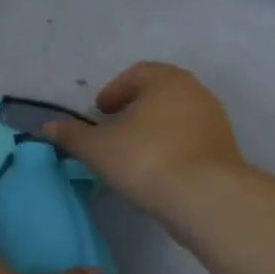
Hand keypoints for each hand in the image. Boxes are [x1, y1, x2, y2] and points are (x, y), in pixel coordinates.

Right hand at [44, 62, 245, 225]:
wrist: (206, 199)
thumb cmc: (146, 159)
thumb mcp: (97, 148)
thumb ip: (72, 135)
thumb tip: (48, 127)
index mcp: (166, 80)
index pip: (135, 74)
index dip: (113, 92)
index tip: (100, 113)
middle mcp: (195, 92)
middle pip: (158, 93)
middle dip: (134, 108)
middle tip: (114, 129)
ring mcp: (215, 121)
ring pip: (176, 117)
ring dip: (154, 129)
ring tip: (134, 153)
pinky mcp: (226, 150)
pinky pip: (191, 140)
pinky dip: (172, 147)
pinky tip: (158, 170)